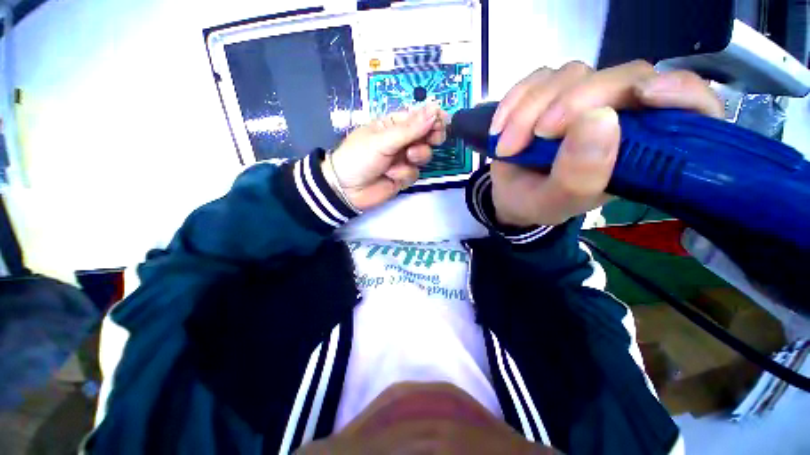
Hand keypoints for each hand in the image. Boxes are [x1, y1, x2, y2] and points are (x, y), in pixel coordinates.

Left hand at [326, 104, 448, 210]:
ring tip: (405, 158)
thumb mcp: (383, 140)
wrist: (346, 189)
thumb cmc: (359, 157)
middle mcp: (400, 141)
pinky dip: (404, 174)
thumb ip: (410, 129)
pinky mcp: (403, 177)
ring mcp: (402, 160)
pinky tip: (390, 175)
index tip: (443, 122)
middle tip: (434, 139)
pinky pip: (414, 173)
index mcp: (392, 125)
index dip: (432, 118)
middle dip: (430, 137)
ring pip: (423, 156)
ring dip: (416, 156)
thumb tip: (435, 109)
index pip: (418, 117)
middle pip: (425, 136)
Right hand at [489, 60, 723, 226]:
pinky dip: (514, 100)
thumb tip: (599, 118)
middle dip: (573, 103)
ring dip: (530, 109)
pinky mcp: (551, 92)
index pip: (688, 106)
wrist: (510, 195)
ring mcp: (584, 99)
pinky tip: (499, 128)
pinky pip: (537, 78)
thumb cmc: (537, 203)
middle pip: (621, 77)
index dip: (679, 91)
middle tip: (537, 136)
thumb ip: (579, 176)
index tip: (647, 95)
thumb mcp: (554, 203)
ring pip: (572, 74)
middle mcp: (620, 115)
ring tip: (508, 146)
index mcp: (639, 150)